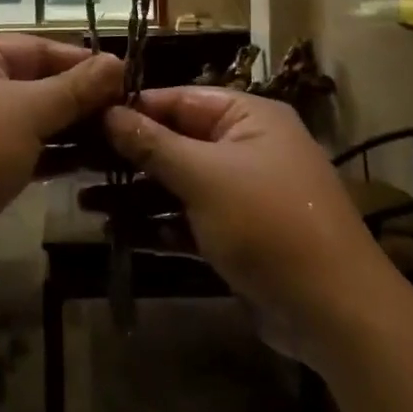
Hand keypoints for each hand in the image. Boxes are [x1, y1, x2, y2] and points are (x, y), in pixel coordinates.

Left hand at [0, 35, 122, 252]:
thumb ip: (75, 89)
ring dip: (67, 130)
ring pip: (27, 120)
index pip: (41, 47)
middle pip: (35, 83)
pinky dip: (46, 155)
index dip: (84, 63)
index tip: (127, 82)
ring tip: (115, 144)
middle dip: (79, 101)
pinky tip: (82, 167)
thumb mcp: (27, 113)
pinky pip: (16, 149)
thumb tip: (118, 61)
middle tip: (126, 119)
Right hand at [104, 88, 384, 347]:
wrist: (335, 312)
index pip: (181, 99)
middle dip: (131, 155)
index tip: (86, 117)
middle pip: (178, 141)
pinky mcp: (241, 235)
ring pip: (180, 183)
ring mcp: (245, 193)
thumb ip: (154, 144)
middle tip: (78, 162)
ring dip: (138, 193)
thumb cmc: (268, 223)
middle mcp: (248, 147)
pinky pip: (192, 220)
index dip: (134, 108)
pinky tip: (120, 233)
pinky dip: (160, 224)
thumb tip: (109, 111)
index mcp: (249, 117)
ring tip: (86, 200)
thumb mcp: (205, 176)